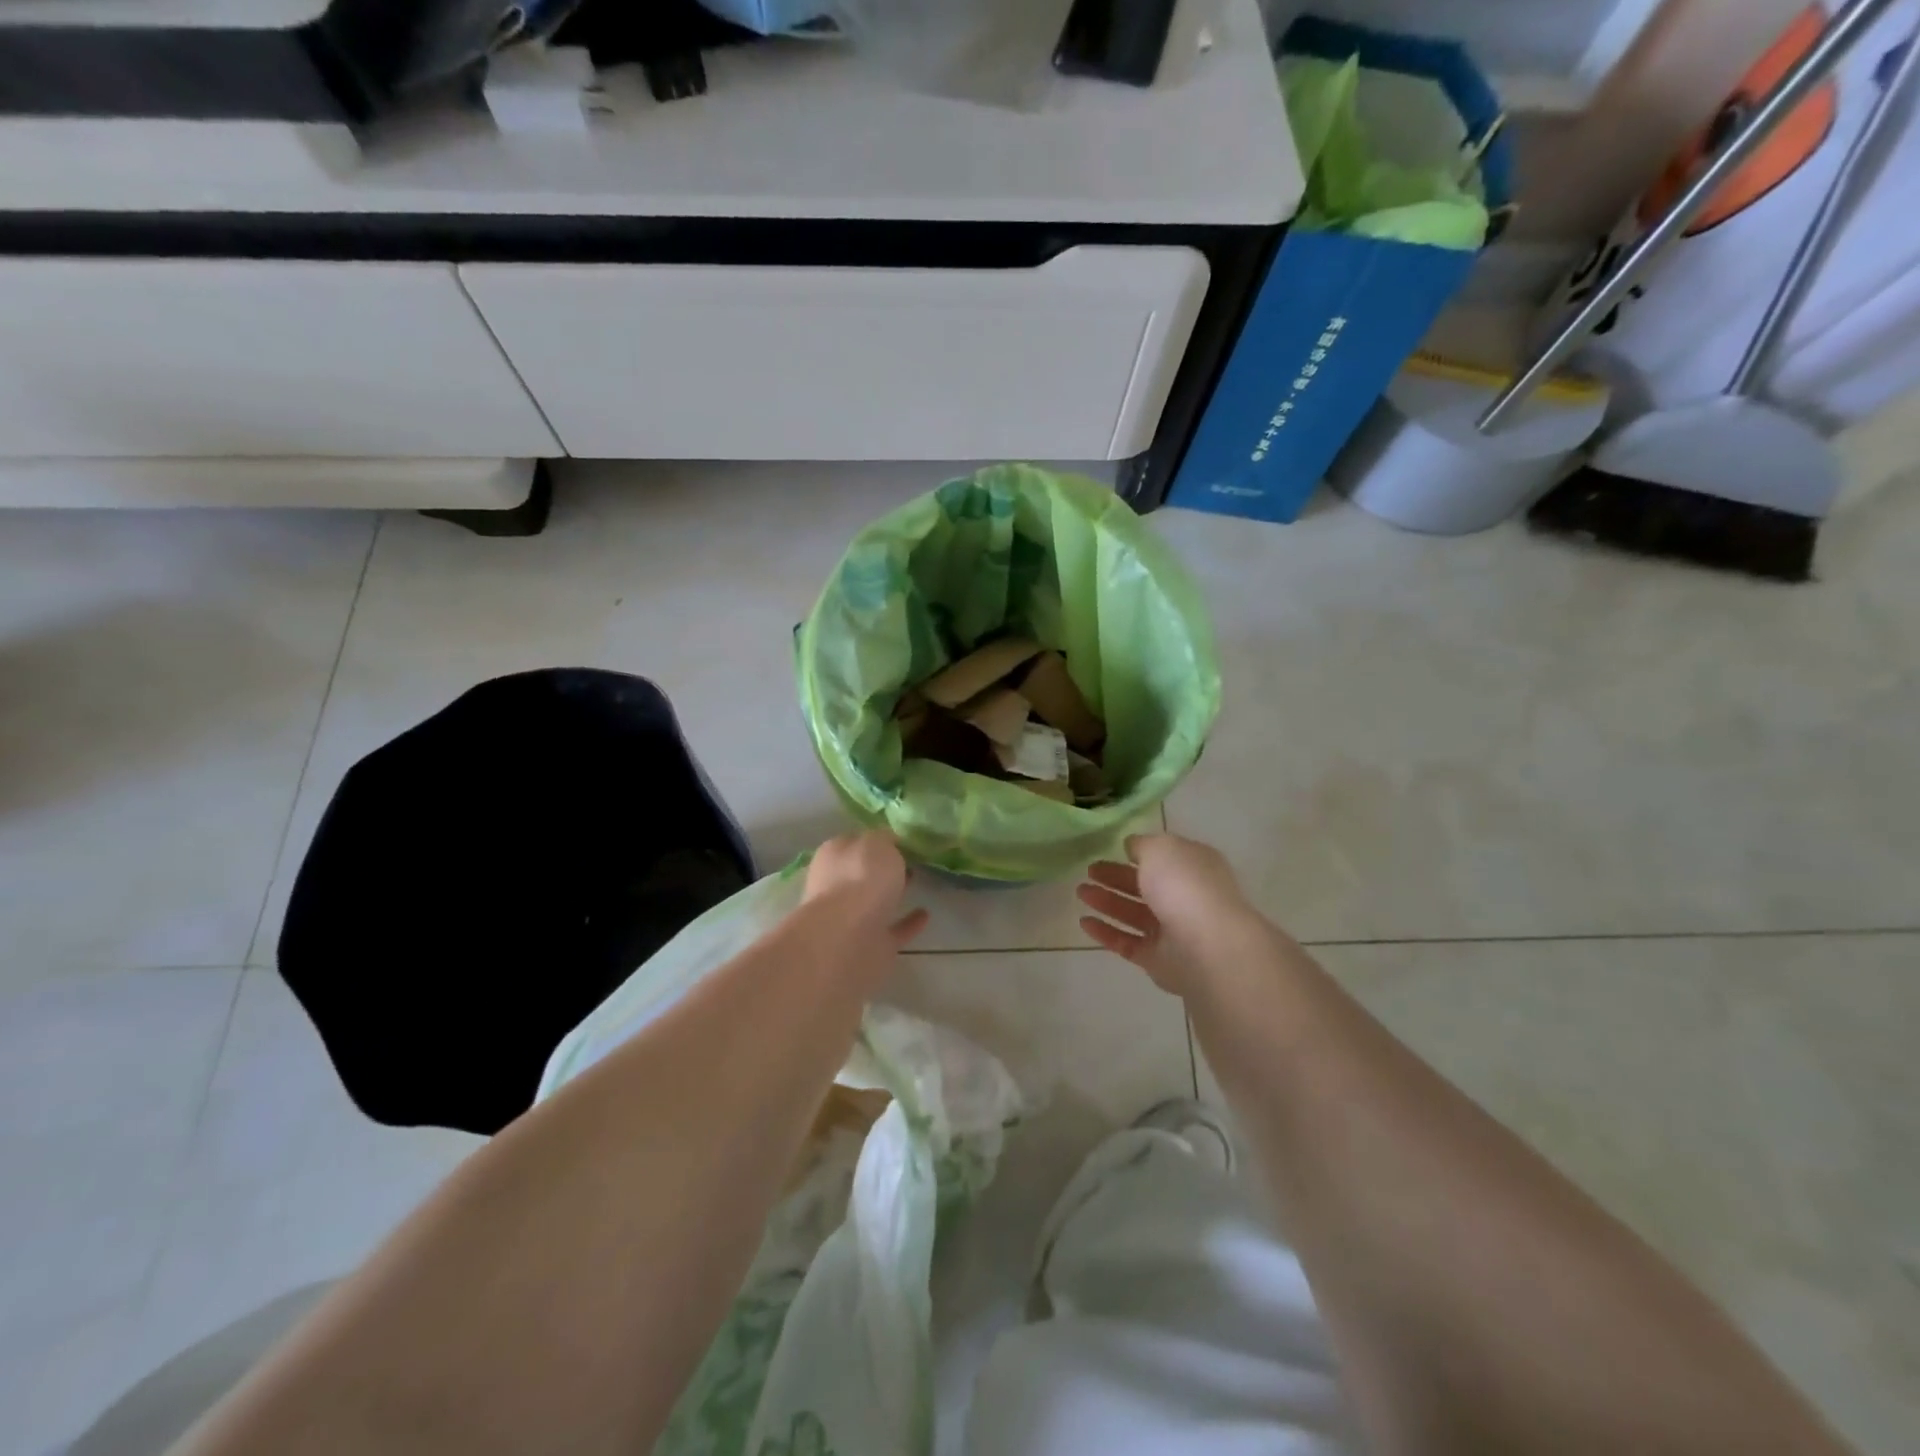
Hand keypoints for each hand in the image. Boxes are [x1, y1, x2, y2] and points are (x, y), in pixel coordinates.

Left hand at [804, 830, 928, 950]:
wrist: (848, 938)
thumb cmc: (860, 878)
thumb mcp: (877, 843)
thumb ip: (884, 839)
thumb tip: (888, 841)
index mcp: (834, 856)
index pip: (855, 842)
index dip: (877, 839)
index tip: (902, 839)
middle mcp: (837, 886)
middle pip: (863, 872)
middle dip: (883, 867)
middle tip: (913, 858)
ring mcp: (852, 918)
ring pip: (876, 901)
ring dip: (894, 893)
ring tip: (920, 880)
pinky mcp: (870, 944)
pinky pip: (893, 929)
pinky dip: (908, 922)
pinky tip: (925, 914)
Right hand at [1076, 833, 1269, 996]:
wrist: (1207, 946)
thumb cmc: (1185, 886)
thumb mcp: (1161, 849)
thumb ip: (1143, 846)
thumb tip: (1132, 847)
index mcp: (1193, 867)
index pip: (1164, 857)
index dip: (1138, 852)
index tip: (1112, 849)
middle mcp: (1185, 897)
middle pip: (1145, 885)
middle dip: (1116, 877)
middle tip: (1088, 871)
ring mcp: (1173, 930)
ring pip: (1134, 913)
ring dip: (1107, 902)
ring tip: (1080, 892)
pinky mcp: (1158, 959)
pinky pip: (1127, 942)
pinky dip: (1106, 932)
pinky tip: (1084, 922)